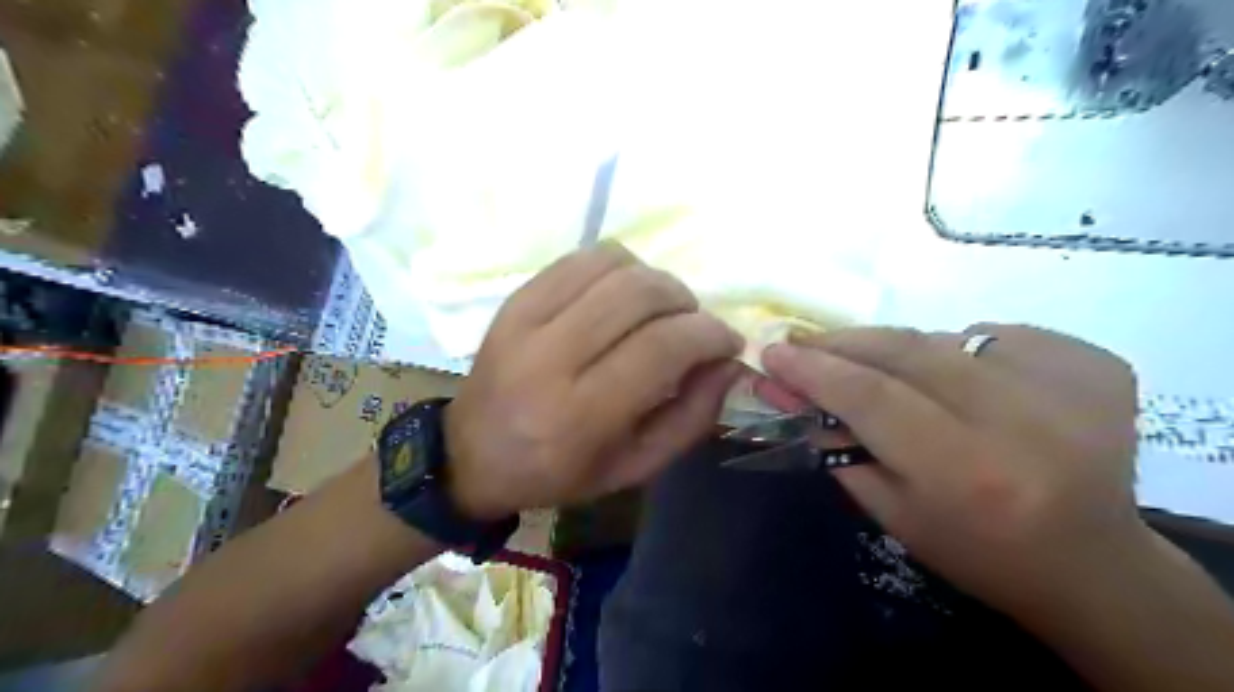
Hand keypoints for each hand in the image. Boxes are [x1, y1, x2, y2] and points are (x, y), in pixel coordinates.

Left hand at [450, 243, 745, 517]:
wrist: (471, 455)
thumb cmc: (559, 473)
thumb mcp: (635, 468)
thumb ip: (692, 417)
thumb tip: (730, 363)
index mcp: (580, 417)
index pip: (662, 348)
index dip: (709, 335)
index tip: (727, 342)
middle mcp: (549, 360)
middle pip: (640, 295)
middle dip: (686, 303)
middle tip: (692, 327)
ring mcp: (525, 320)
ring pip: (613, 265)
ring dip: (655, 280)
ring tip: (660, 310)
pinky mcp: (514, 298)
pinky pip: (581, 258)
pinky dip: (619, 267)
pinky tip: (622, 295)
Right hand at [762, 326, 1147, 616]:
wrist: (1092, 563)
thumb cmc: (977, 550)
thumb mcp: (890, 512)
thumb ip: (836, 446)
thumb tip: (789, 390)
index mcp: (965, 471)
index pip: (870, 396)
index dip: (814, 369)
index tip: (773, 352)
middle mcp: (1019, 419)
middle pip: (907, 350)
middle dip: (844, 343)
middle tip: (807, 344)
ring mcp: (1066, 384)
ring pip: (945, 338)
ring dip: (899, 350)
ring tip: (884, 372)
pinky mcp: (1093, 364)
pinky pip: (995, 336)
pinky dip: (962, 350)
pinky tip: (964, 383)